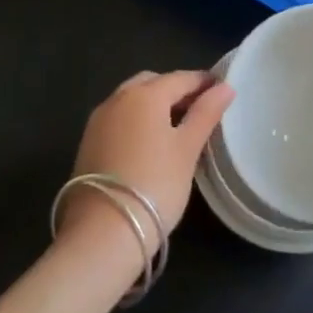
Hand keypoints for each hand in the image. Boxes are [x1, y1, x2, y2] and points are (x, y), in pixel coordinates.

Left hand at [58, 70, 233, 281]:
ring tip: (176, 127)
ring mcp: (98, 120)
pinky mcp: (88, 143)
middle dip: (175, 90)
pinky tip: (149, 142)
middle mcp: (118, 98)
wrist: (102, 233)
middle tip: (198, 109)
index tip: (221, 90)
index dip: (203, 82)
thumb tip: (225, 87)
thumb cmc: (155, 185)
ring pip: (132, 99)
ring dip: (154, 104)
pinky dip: (137, 120)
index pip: (181, 78)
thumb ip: (206, 114)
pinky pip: (119, 118)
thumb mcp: (187, 149)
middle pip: (152, 82)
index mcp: (145, 94)